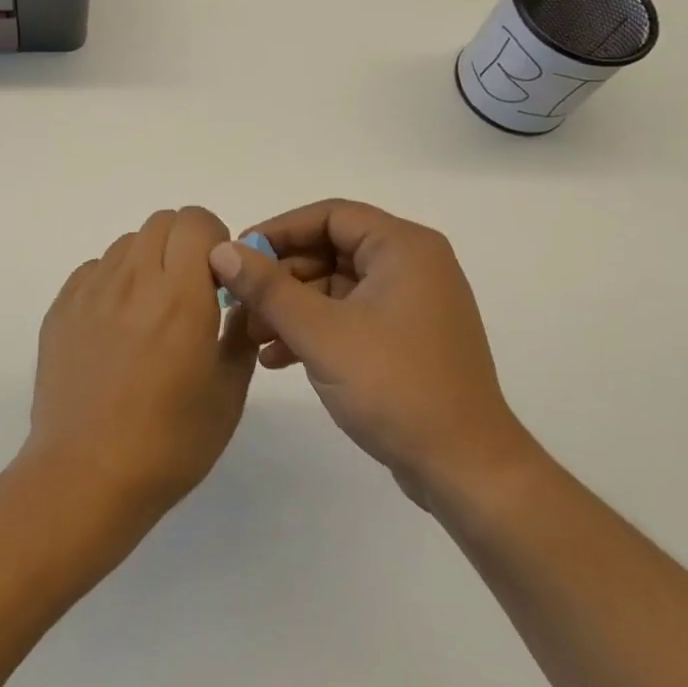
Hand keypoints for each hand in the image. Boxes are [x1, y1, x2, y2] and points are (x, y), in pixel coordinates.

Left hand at [25, 207, 258, 528]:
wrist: (85, 477)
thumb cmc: (170, 443)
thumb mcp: (228, 392)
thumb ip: (240, 331)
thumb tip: (238, 299)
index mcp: (180, 295)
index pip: (194, 220)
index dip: (213, 238)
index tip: (218, 277)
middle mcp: (133, 280)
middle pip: (160, 221)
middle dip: (183, 243)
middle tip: (189, 290)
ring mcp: (90, 291)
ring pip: (126, 243)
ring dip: (148, 261)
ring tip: (150, 312)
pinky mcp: (60, 308)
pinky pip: (94, 270)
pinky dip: (114, 282)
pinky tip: (116, 328)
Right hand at [209, 199, 536, 506]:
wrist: (466, 471)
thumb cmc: (395, 387)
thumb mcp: (321, 334)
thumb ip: (268, 288)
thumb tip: (222, 250)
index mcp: (403, 247)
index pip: (329, 215)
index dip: (279, 231)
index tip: (238, 255)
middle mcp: (412, 265)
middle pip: (330, 250)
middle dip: (281, 278)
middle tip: (240, 304)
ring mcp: (411, 303)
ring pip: (336, 286)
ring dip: (291, 308)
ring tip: (252, 337)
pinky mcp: (406, 338)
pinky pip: (350, 315)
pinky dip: (315, 330)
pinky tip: (277, 358)